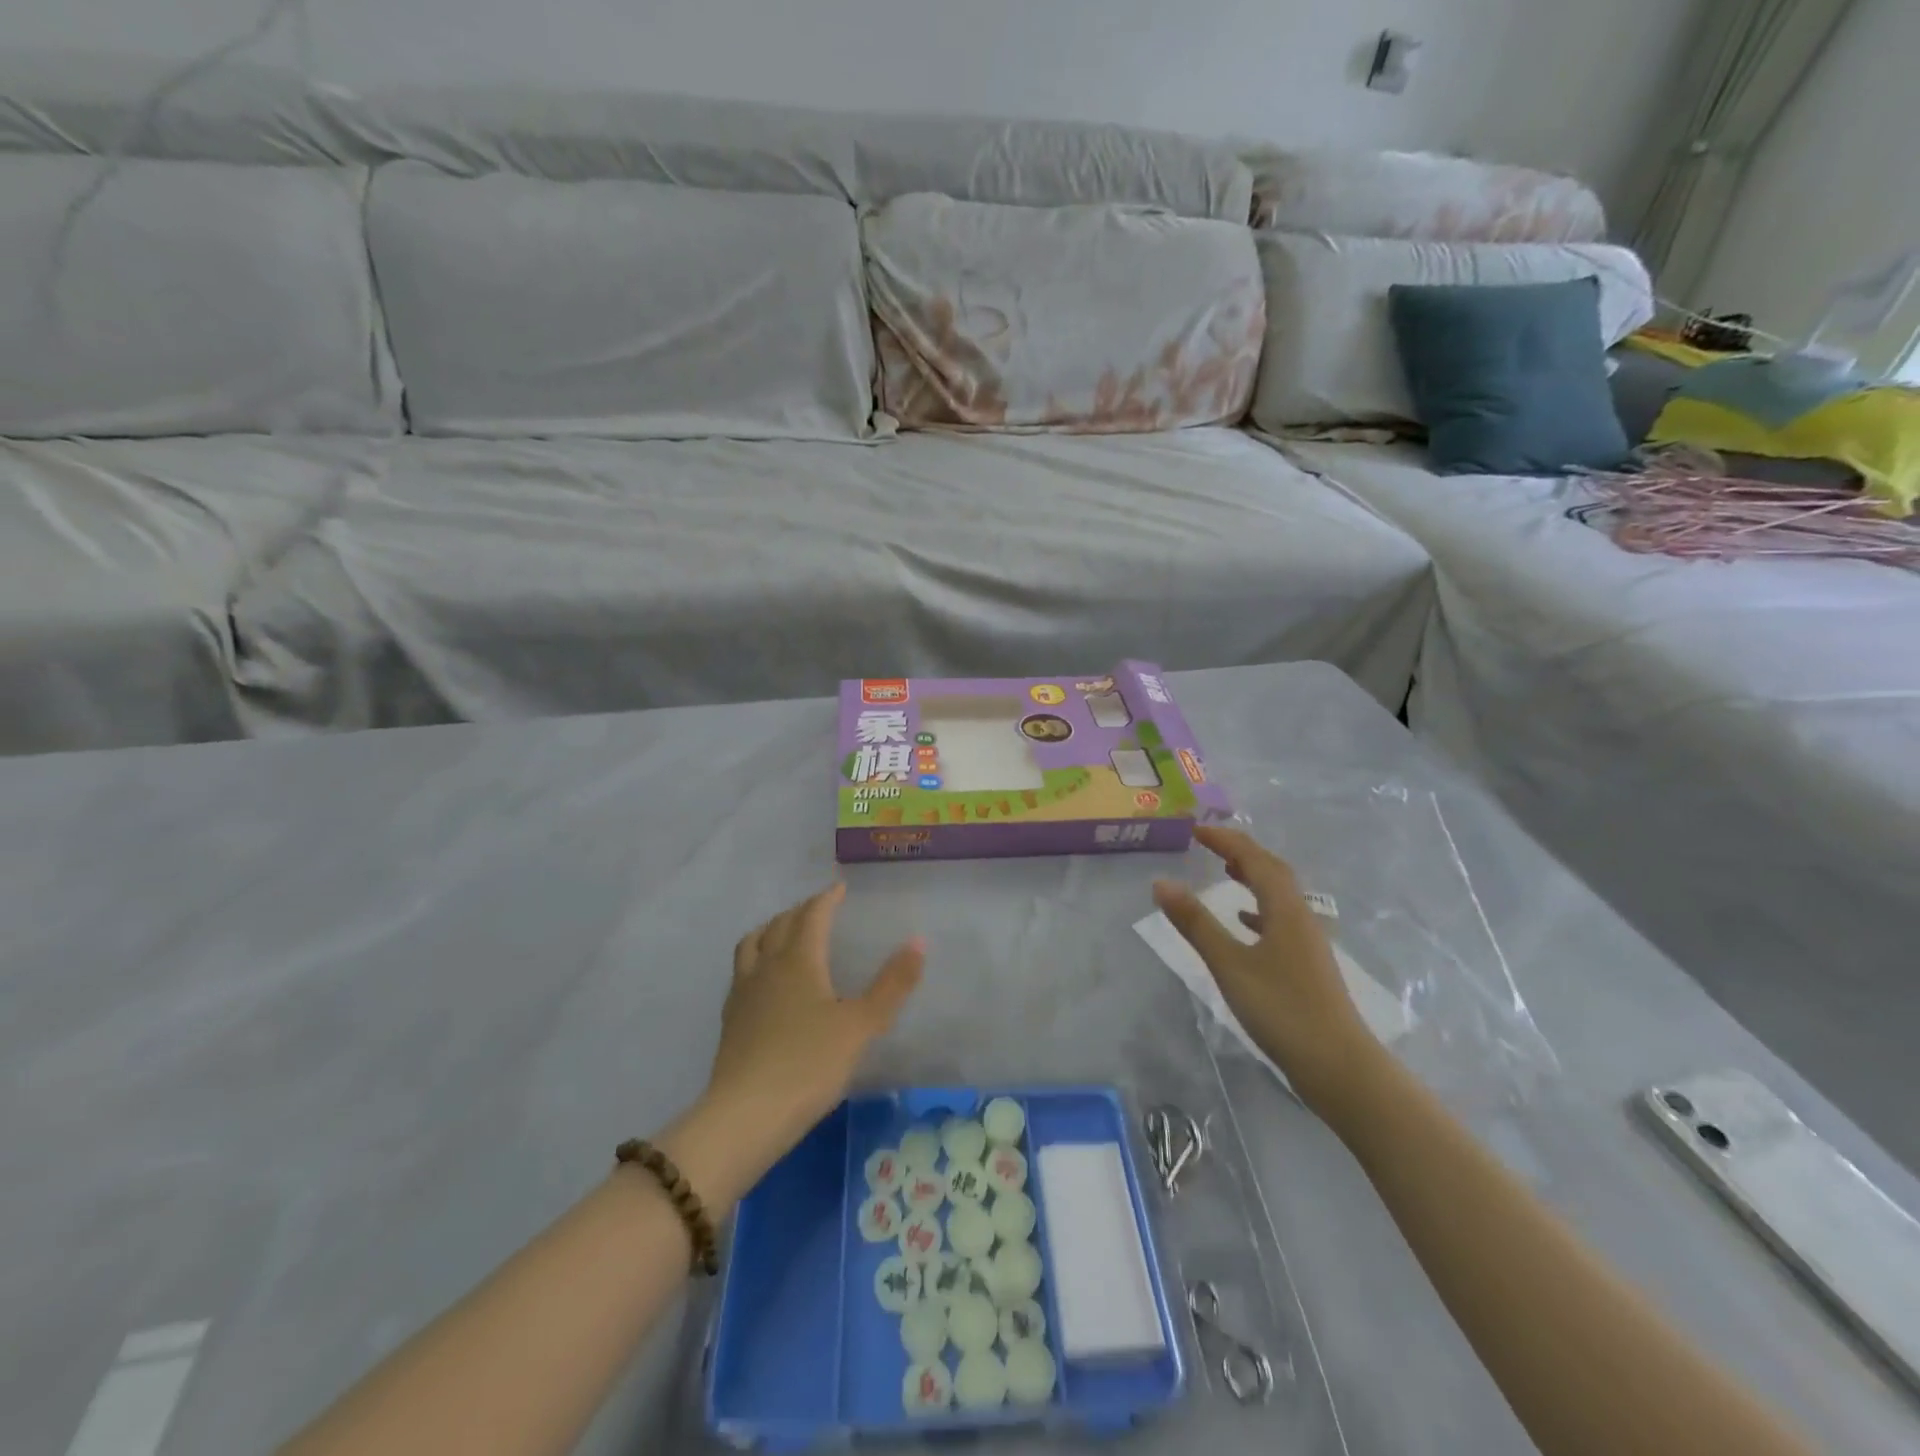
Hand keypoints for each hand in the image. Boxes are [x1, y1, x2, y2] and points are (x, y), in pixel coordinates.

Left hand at [707, 883, 924, 1154]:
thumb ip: (892, 984)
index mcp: (799, 960)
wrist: (746, 1116)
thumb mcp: (862, 1025)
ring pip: (752, 944)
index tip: (839, 888)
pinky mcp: (730, 1020)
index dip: (827, 899)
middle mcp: (767, 967)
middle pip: (780, 924)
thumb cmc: (809, 1064)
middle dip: (800, 911)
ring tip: (783, 932)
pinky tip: (764, 981)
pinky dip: (756, 959)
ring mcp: (743, 993)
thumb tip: (919, 940)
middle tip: (818, 908)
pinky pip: (742, 971)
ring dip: (770, 929)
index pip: (812, 916)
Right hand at [1153, 825, 1375, 1112]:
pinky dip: (1259, 909)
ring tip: (1226, 871)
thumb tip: (1161, 882)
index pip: (1256, 860)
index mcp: (1285, 910)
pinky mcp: (1307, 965)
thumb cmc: (1282, 1009)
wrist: (1339, 1066)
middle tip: (1210, 844)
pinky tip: (1245, 922)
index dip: (1226, 840)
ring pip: (1279, 896)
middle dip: (1242, 853)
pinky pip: (1281, 920)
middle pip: (1273, 872)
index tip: (1196, 830)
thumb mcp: (1230, 964)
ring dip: (1253, 877)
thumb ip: (1196, 923)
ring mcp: (1308, 942)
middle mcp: (1301, 917)